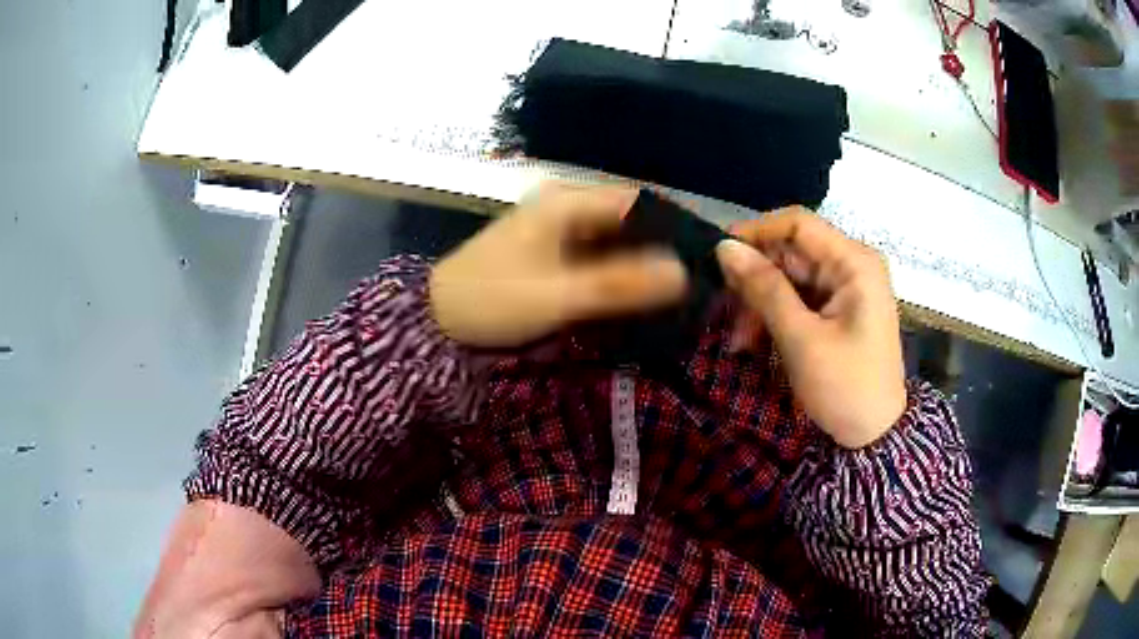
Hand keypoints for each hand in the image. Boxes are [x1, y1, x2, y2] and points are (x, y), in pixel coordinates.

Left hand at [430, 183, 687, 346]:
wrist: (435, 319)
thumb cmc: (491, 300)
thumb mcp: (557, 296)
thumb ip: (619, 285)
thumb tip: (683, 274)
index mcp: (566, 202)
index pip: (638, 199)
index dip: (676, 221)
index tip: (707, 252)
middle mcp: (565, 205)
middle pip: (630, 217)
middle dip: (664, 243)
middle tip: (699, 277)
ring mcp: (557, 227)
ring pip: (615, 236)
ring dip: (644, 258)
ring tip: (679, 286)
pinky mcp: (551, 250)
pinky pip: (597, 253)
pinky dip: (621, 269)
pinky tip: (641, 290)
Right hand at [715, 208, 905, 448]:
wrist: (874, 435)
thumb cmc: (844, 386)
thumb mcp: (801, 338)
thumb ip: (764, 288)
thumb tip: (724, 247)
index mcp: (854, 263)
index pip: (798, 224)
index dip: (756, 232)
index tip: (718, 255)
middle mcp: (852, 265)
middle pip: (792, 252)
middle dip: (756, 279)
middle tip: (725, 311)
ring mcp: (846, 288)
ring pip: (790, 277)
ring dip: (761, 303)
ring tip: (740, 341)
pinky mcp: (838, 309)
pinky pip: (798, 299)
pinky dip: (775, 316)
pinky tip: (755, 341)